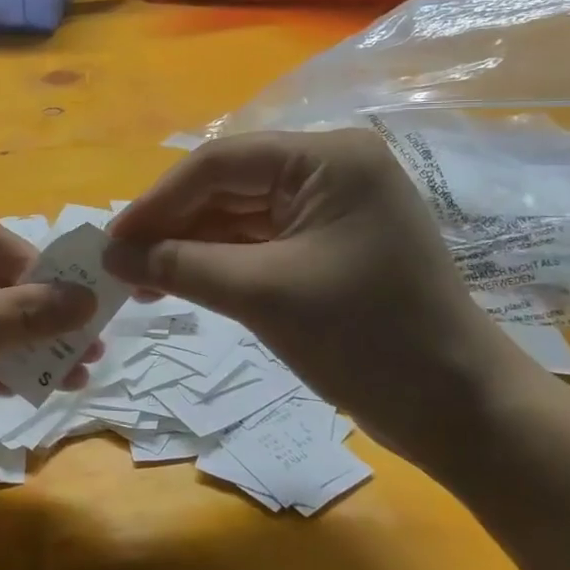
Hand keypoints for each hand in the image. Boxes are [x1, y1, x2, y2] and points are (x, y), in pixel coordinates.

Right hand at [104, 131, 533, 469]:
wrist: (459, 411)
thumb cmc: (366, 338)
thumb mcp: (262, 295)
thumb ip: (180, 265)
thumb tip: (110, 255)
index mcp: (327, 158)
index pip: (220, 163)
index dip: (159, 200)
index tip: (111, 239)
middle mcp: (330, 169)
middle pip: (227, 186)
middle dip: (172, 225)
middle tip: (119, 264)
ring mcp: (330, 207)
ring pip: (237, 215)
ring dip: (189, 246)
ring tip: (139, 280)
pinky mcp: (327, 244)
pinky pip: (257, 241)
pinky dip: (217, 262)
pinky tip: (178, 281)